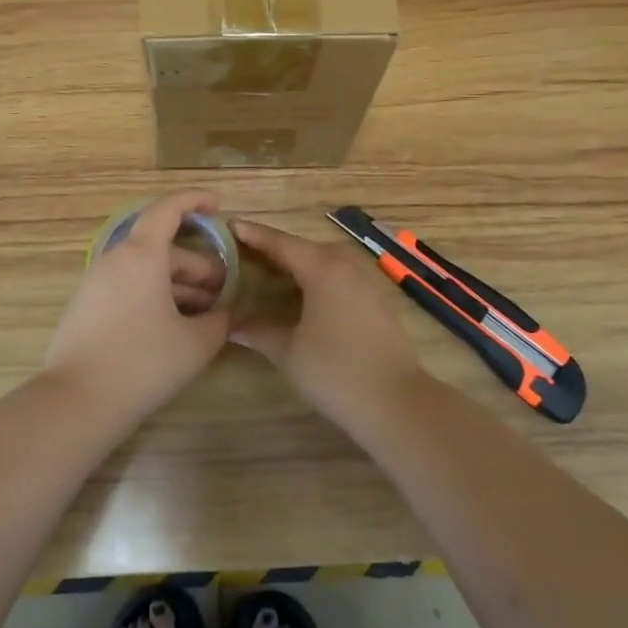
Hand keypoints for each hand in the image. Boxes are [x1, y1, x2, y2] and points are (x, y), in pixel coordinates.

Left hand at [44, 190, 231, 416]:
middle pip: (161, 248)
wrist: (78, 401)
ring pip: (145, 270)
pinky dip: (154, 295)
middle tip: (224, 290)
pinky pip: (128, 287)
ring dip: (177, 284)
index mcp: (142, 255)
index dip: (193, 201)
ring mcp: (96, 283)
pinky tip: (172, 325)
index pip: (167, 209)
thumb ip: (220, 321)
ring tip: (204, 313)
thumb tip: (228, 312)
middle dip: (197, 264)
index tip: (217, 205)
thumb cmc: (143, 362)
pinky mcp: (86, 307)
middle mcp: (115, 260)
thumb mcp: (196, 343)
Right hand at [230, 219, 425, 422]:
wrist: (396, 402)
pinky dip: (317, 278)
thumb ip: (259, 331)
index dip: (253, 234)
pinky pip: (340, 277)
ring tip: (271, 272)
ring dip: (299, 263)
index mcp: (323, 269)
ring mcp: (366, 282)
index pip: (281, 243)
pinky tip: (303, 296)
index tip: (230, 224)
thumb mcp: (288, 351)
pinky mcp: (377, 301)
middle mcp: (346, 266)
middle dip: (275, 248)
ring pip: (325, 261)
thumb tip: (231, 324)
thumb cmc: (335, 372)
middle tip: (245, 252)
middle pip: (305, 248)